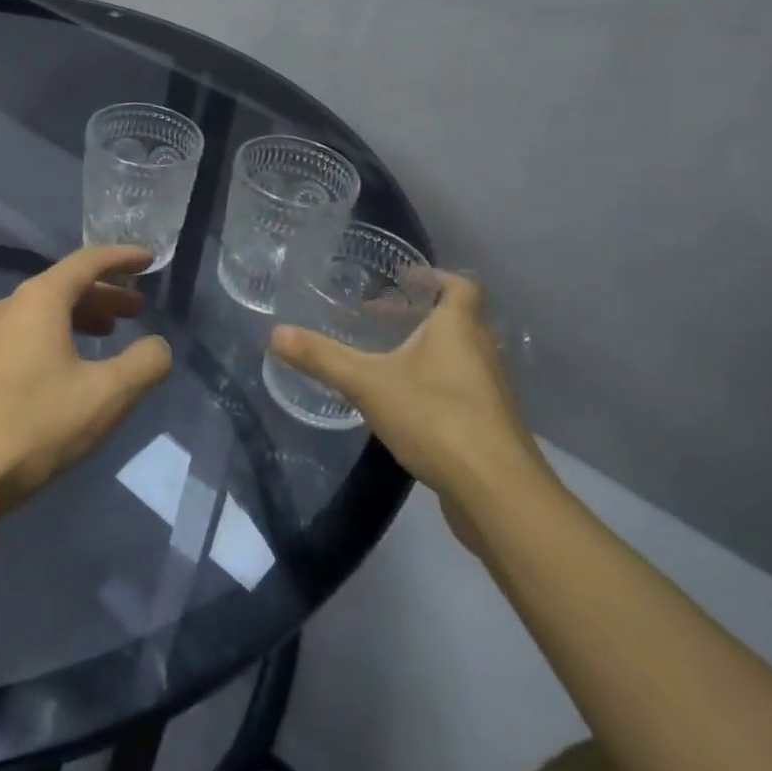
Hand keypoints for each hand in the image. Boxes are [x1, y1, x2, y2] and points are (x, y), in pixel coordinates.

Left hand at [0, 246, 172, 512]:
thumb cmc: (38, 423)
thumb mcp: (106, 396)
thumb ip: (144, 364)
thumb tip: (158, 346)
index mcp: (39, 299)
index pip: (87, 262)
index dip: (122, 258)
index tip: (149, 260)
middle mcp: (11, 305)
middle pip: (65, 285)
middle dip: (105, 294)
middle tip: (137, 310)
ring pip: (45, 310)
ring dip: (82, 315)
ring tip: (111, 334)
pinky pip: (28, 330)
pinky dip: (58, 333)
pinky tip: (72, 362)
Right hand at [269, 272, 552, 525]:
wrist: (496, 493)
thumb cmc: (436, 418)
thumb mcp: (367, 383)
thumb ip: (322, 357)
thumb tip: (275, 334)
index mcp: (458, 329)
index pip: (461, 286)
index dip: (435, 277)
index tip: (404, 278)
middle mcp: (481, 353)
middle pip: (458, 320)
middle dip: (421, 314)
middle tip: (381, 315)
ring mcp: (488, 392)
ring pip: (459, 357)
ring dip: (428, 350)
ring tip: (385, 356)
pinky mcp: (487, 426)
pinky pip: (460, 390)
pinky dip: (434, 384)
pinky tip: (403, 403)